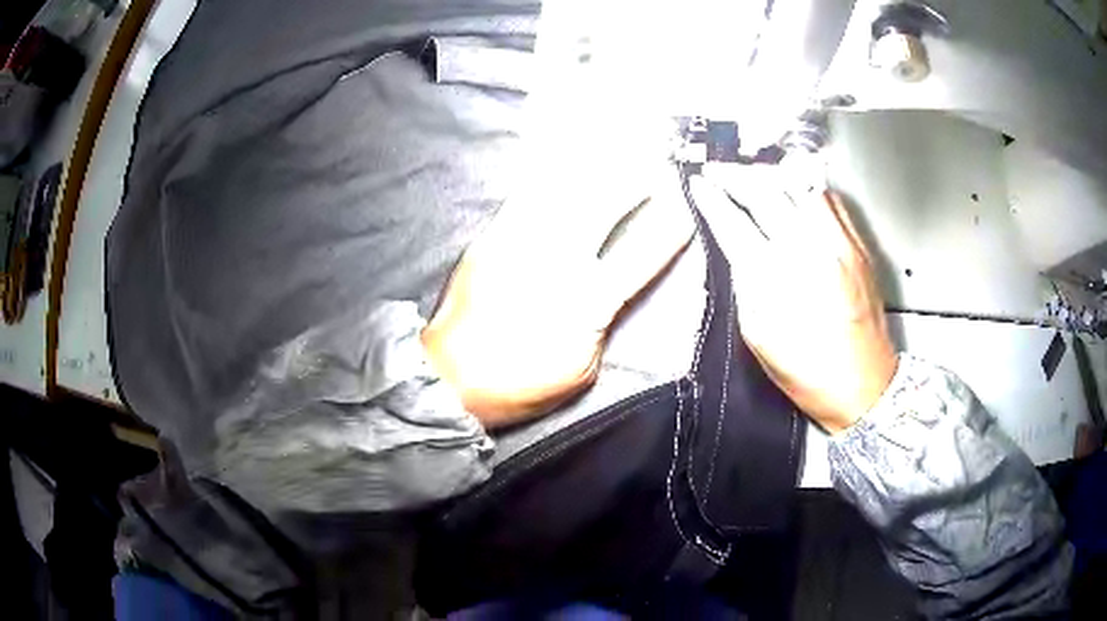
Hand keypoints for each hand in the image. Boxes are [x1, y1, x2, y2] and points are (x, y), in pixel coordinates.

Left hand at [423, 155, 694, 428]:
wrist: (451, 376)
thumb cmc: (521, 383)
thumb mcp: (583, 369)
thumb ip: (604, 324)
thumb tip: (611, 291)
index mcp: (588, 302)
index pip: (641, 255)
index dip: (667, 228)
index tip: (685, 206)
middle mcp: (557, 260)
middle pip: (604, 205)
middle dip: (635, 178)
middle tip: (655, 162)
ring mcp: (521, 241)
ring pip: (566, 190)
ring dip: (597, 165)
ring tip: (617, 147)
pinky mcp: (493, 235)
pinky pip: (526, 192)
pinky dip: (550, 171)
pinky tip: (565, 156)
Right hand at [700, 162, 896, 433]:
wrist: (865, 387)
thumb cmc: (809, 374)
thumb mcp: (759, 337)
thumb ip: (745, 285)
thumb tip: (736, 247)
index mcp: (778, 281)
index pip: (735, 222)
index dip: (712, 199)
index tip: (699, 186)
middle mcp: (811, 252)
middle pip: (767, 192)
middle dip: (735, 175)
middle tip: (718, 171)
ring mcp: (840, 245)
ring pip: (800, 185)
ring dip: (770, 175)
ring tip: (753, 176)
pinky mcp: (859, 247)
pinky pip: (830, 200)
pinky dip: (805, 187)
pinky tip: (793, 191)